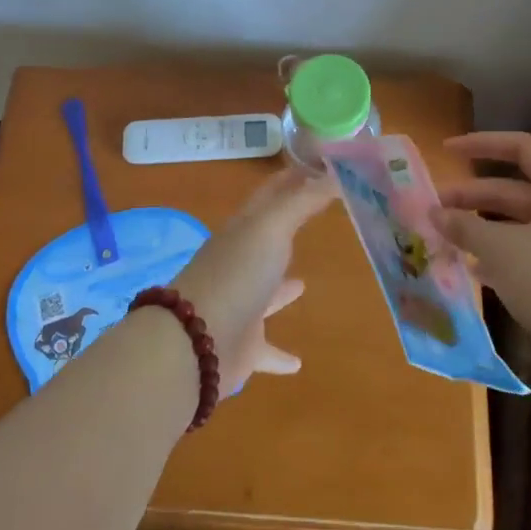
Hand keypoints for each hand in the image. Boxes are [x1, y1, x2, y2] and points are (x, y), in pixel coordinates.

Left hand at [171, 166, 337, 389]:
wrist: (196, 342)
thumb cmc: (237, 274)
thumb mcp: (272, 227)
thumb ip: (303, 201)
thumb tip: (334, 173)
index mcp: (244, 230)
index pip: (270, 195)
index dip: (291, 178)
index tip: (318, 166)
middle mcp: (240, 263)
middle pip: (266, 240)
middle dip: (287, 228)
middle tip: (317, 220)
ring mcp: (240, 305)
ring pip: (264, 292)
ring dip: (281, 288)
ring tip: (304, 284)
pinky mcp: (243, 346)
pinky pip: (266, 349)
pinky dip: (280, 355)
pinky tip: (298, 363)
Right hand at [430, 131, 530, 344]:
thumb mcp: (501, 249)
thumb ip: (464, 226)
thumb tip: (435, 213)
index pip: (522, 148)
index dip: (481, 144)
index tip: (447, 151)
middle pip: (517, 190)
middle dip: (473, 197)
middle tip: (435, 208)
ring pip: (522, 224)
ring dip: (484, 229)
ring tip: (448, 239)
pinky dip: (503, 256)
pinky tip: (475, 271)